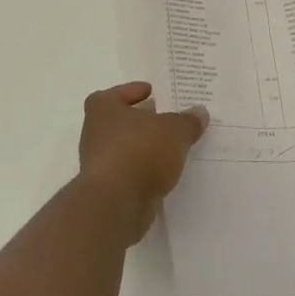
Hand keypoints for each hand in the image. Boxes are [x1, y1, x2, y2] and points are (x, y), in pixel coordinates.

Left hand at [78, 82, 208, 240]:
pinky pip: (131, 172)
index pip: (116, 93)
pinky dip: (145, 170)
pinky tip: (166, 172)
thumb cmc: (140, 151)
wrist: (116, 203)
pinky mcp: (108, 188)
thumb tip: (199, 112)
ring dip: (146, 148)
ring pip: (127, 148)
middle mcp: (95, 132)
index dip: (134, 91)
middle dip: (144, 121)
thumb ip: (187, 121)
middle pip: (122, 121)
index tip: (152, 93)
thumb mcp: (174, 130)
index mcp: (103, 108)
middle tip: (169, 119)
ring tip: (173, 147)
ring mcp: (99, 163)